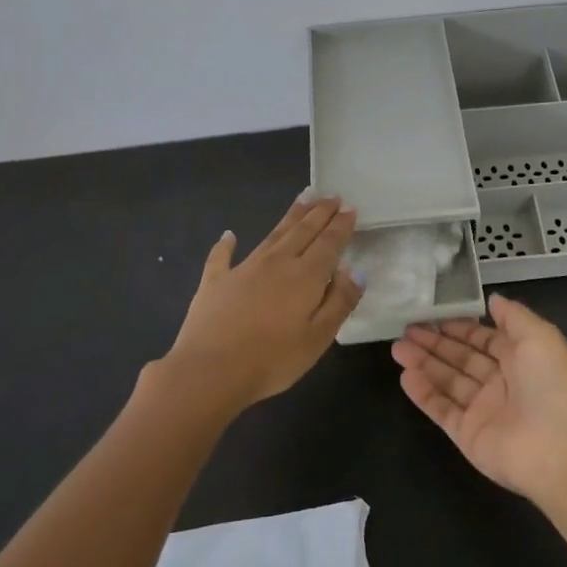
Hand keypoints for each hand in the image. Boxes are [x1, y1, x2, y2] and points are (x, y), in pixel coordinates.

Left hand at [155, 197, 362, 413]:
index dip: (341, 225)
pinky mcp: (215, 281)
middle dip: (319, 212)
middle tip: (331, 196)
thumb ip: (340, 302)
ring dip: (290, 216)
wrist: (209, 371)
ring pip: (272, 235)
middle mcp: (276, 262)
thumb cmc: (272, 360)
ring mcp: (243, 268)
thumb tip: (356, 271)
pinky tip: (229, 235)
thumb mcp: (318, 338)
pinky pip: (222, 256)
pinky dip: (226, 244)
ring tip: (303, 199)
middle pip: (303, 231)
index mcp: (305, 276)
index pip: (329, 243)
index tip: (350, 208)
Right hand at [391, 294, 566, 502]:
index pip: (483, 339)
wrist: (560, 449)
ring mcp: (482, 410)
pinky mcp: (467, 434)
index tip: (432, 314)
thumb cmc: (552, 384)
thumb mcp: (540, 336)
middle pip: (461, 358)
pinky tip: (404, 375)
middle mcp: (501, 383)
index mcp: (521, 359)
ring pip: (447, 381)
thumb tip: (492, 299)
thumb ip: (513, 316)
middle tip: (406, 328)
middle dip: (435, 342)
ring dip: (423, 363)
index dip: (459, 327)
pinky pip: (441, 409)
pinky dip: (423, 393)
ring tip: (397, 347)